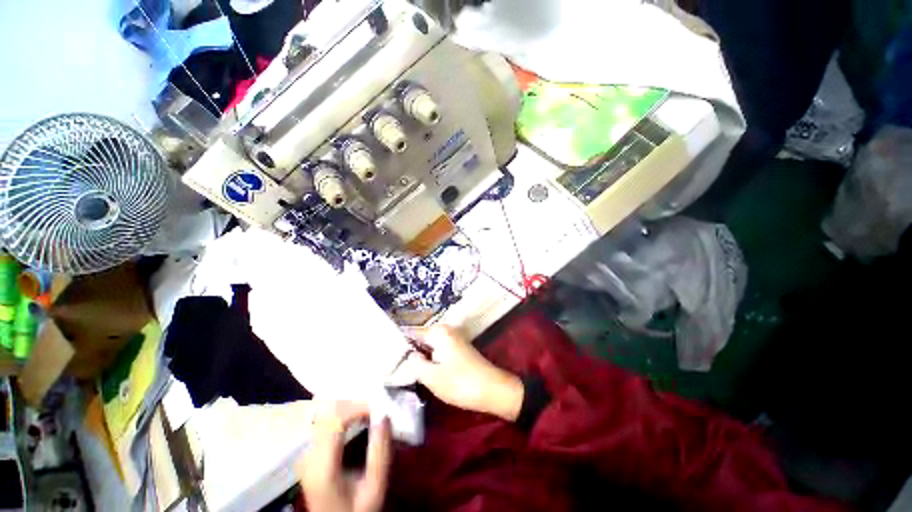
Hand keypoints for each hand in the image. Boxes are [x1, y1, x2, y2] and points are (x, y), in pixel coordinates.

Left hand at [297, 402, 391, 511]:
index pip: (335, 419)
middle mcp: (307, 455)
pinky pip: (322, 419)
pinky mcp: (306, 450)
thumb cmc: (356, 509)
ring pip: (323, 412)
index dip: (358, 406)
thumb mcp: (375, 488)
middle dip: (354, 403)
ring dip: (347, 406)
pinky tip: (354, 415)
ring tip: (367, 410)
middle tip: (375, 407)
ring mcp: (303, 451)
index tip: (379, 408)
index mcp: (322, 466)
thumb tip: (384, 415)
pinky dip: (340, 412)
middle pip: (327, 412)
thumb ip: (380, 453)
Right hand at [404, 325, 523, 421]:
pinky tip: (424, 369)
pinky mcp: (458, 348)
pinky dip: (431, 358)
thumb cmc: (460, 383)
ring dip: (420, 355)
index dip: (399, 344)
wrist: (493, 389)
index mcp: (438, 332)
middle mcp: (446, 330)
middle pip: (421, 338)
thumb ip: (415, 363)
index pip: (412, 333)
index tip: (386, 355)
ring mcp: (453, 338)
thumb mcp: (432, 377)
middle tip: (395, 366)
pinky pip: (438, 349)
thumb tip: (409, 354)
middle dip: (410, 350)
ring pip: (430, 345)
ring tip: (406, 369)